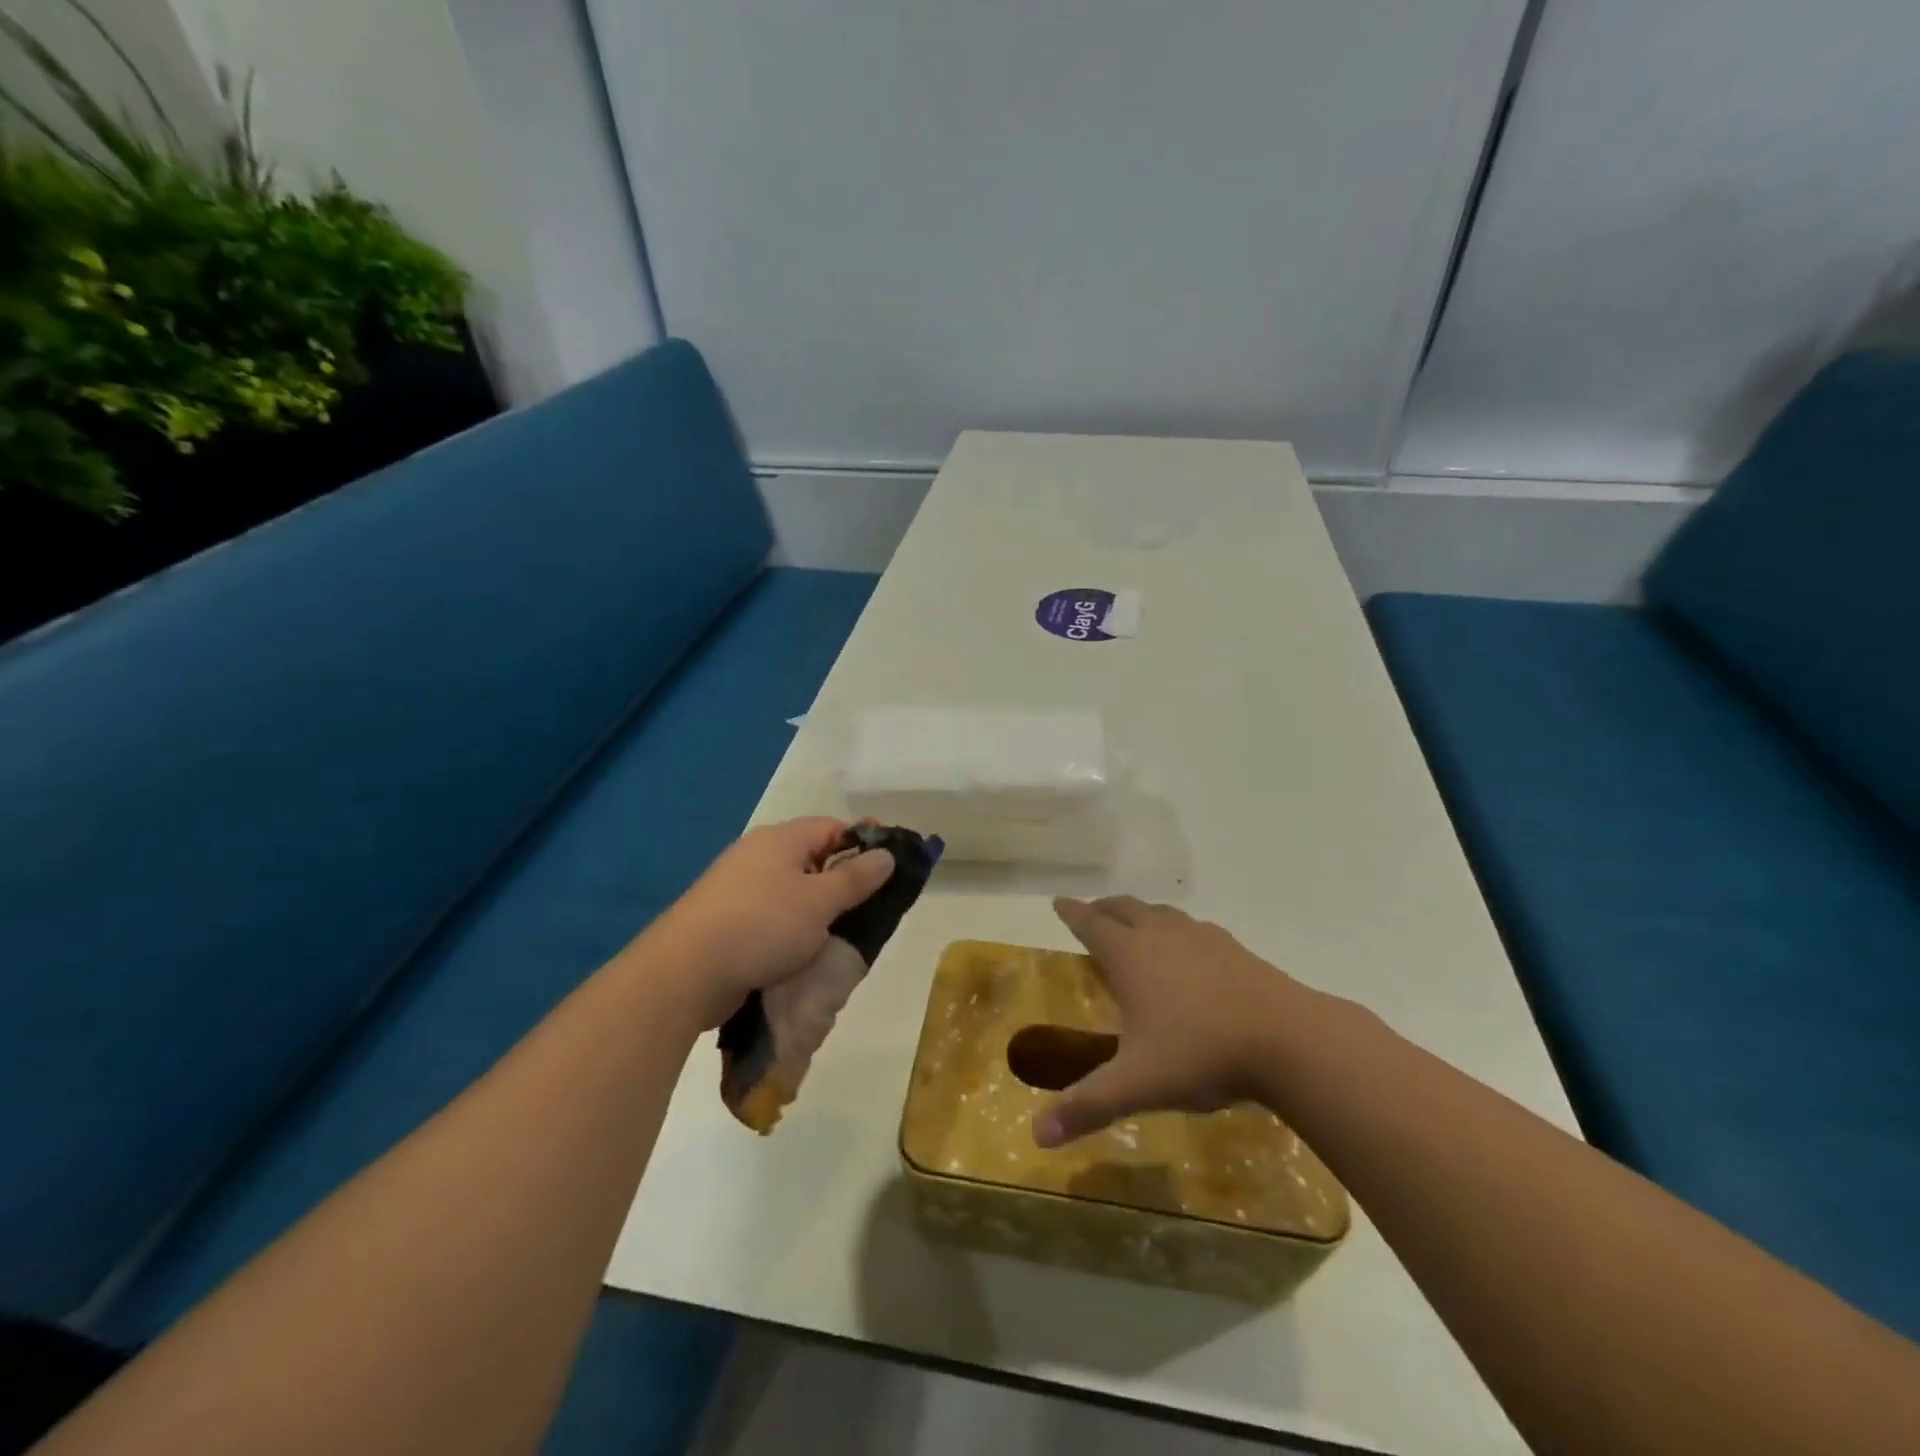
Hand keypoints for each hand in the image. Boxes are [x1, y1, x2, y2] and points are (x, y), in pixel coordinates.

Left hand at [648, 818, 894, 1028]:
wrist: (686, 972)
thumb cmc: (762, 925)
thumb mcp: (820, 901)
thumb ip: (856, 878)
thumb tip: (886, 854)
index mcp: (781, 839)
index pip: (834, 827)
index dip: (865, 843)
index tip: (891, 868)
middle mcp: (758, 854)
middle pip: (814, 859)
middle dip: (843, 882)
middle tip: (871, 909)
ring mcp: (738, 887)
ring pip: (793, 891)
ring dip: (818, 911)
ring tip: (842, 936)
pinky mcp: (726, 920)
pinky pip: (773, 917)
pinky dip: (793, 929)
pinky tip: (806, 953)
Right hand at [1035, 896, 1305, 1147]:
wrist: (1288, 1039)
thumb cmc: (1200, 1053)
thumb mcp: (1137, 1085)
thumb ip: (1088, 1106)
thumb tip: (1037, 1137)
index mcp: (1130, 956)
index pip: (1090, 923)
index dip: (1071, 912)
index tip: (1058, 901)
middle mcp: (1161, 935)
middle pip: (1124, 908)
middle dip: (1103, 908)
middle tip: (1092, 913)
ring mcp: (1202, 938)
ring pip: (1161, 913)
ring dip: (1141, 914)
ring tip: (1137, 927)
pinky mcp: (1235, 949)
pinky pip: (1195, 929)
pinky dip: (1179, 931)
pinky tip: (1190, 952)